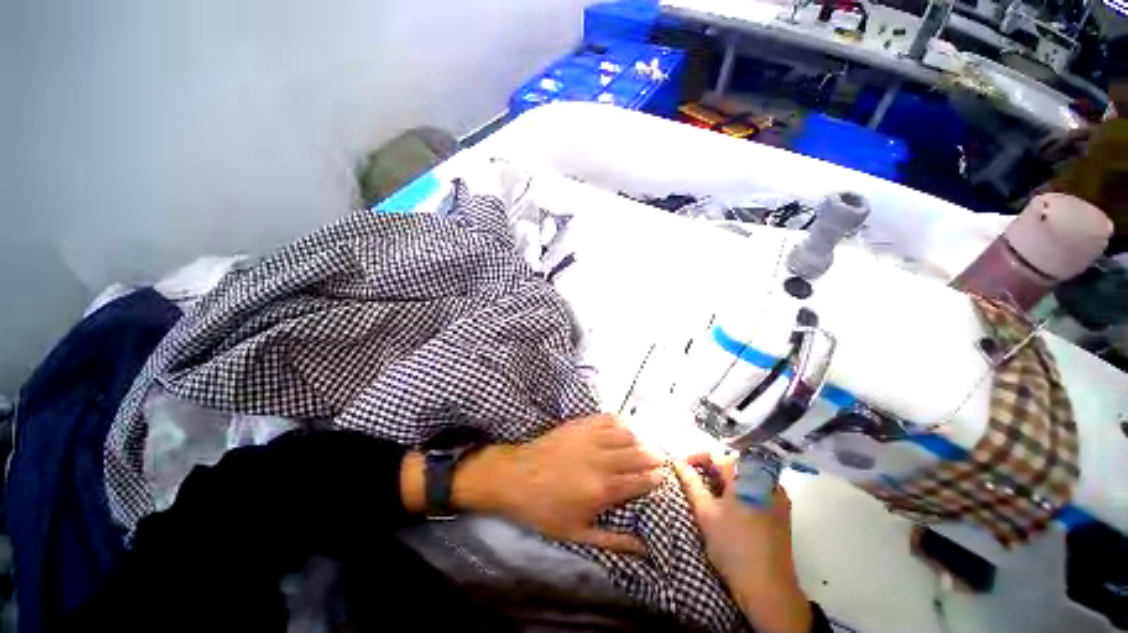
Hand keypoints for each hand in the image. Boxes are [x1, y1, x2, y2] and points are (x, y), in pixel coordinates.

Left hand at [457, 414, 664, 553]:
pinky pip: (607, 418)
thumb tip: (644, 549)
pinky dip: (619, 422)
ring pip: (626, 433)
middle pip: (638, 453)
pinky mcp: (580, 424)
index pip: (640, 480)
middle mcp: (601, 459)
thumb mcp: (577, 534)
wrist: (516, 477)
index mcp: (603, 489)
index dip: (656, 477)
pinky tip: (622, 428)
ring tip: (643, 445)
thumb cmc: (545, 509)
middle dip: (654, 456)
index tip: (664, 476)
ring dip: (639, 439)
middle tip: (661, 459)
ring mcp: (590, 438)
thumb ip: (613, 542)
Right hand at [674, 453, 812, 632]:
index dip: (695, 458)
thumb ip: (690, 482)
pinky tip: (731, 505)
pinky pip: (757, 488)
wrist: (767, 588)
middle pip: (731, 464)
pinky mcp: (782, 510)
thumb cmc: (732, 546)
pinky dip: (740, 489)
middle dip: (710, 468)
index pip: (715, 455)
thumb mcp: (705, 512)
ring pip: (744, 475)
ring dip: (725, 479)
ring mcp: (776, 495)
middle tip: (693, 481)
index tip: (681, 468)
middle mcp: (765, 480)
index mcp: (746, 476)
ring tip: (709, 492)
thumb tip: (677, 461)